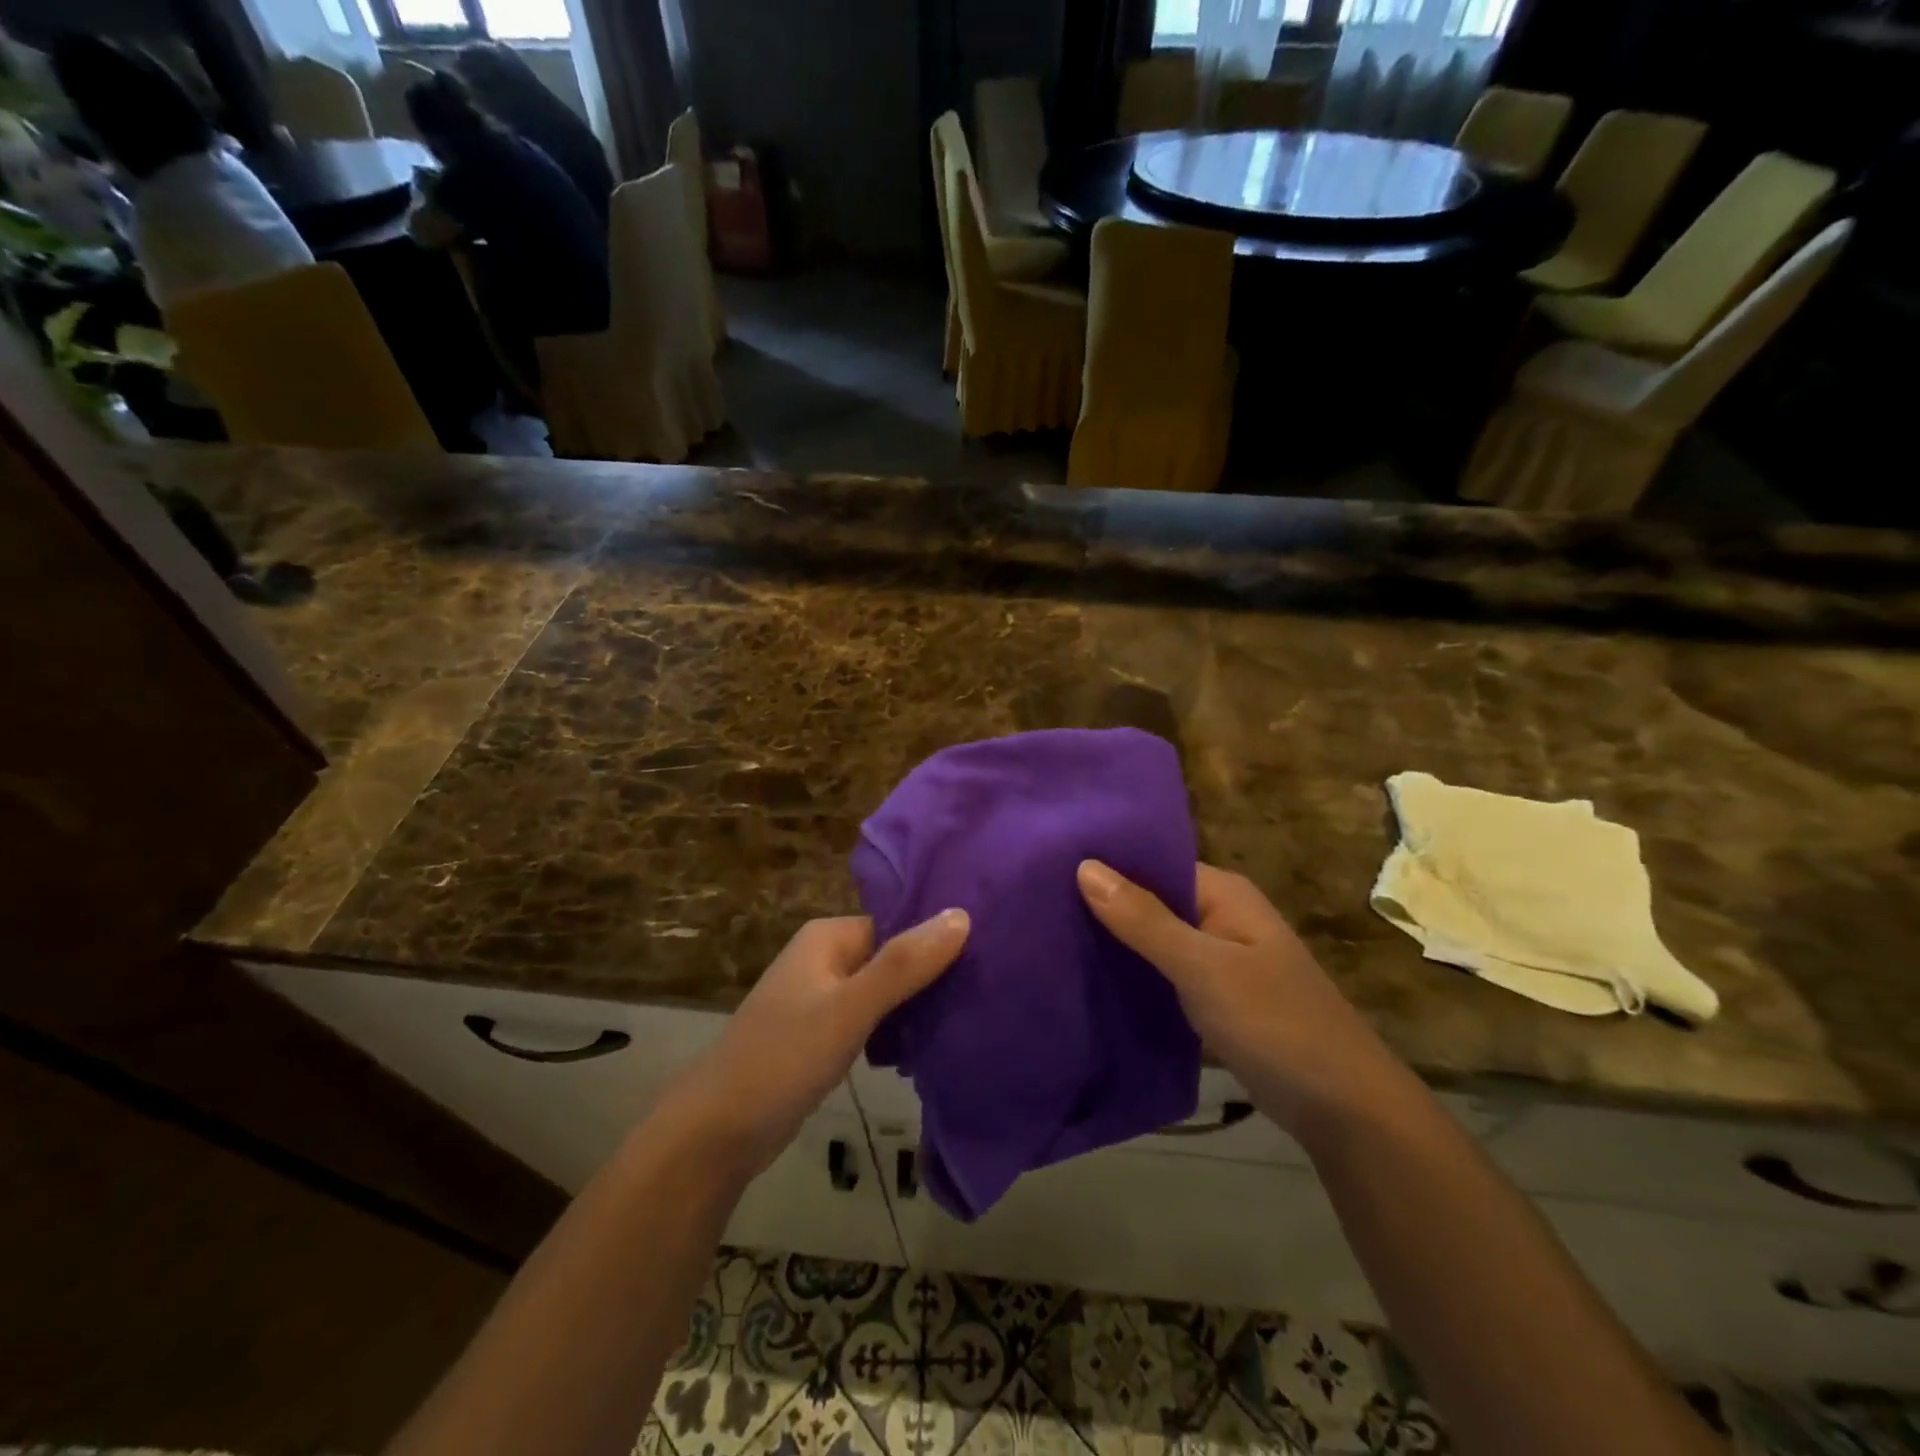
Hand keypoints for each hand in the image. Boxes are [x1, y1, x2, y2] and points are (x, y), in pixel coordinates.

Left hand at [661, 911, 969, 1180]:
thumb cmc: (783, 1058)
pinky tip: (929, 1045)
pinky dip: (896, 1028)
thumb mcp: (850, 1008)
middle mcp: (824, 958)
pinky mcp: (821, 1035)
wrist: (716, 1134)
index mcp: (828, 937)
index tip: (989, 953)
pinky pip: (871, 1019)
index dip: (938, 938)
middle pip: (893, 955)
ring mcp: (821, 998)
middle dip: (932, 973)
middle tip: (986, 989)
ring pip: (884, 990)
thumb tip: (963, 914)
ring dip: (917, 1003)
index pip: (898, 923)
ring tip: (969, 1014)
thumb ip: (904, 964)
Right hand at [1077, 860, 1394, 1137]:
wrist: (1344, 1109)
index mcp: (1223, 893)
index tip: (1046, 867)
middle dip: (1102, 903)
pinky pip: (1164, 972)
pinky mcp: (1214, 997)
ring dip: (1115, 940)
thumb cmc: (1275, 1023)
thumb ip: (1144, 919)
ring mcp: (1219, 959)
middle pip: (1150, 899)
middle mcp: (1220, 916)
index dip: (1104, 863)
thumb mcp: (1203, 967)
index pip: (1152, 861)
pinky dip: (1134, 973)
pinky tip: (1090, 979)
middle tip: (1037, 904)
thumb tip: (1084, 865)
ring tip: (1049, 937)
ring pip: (1154, 938)